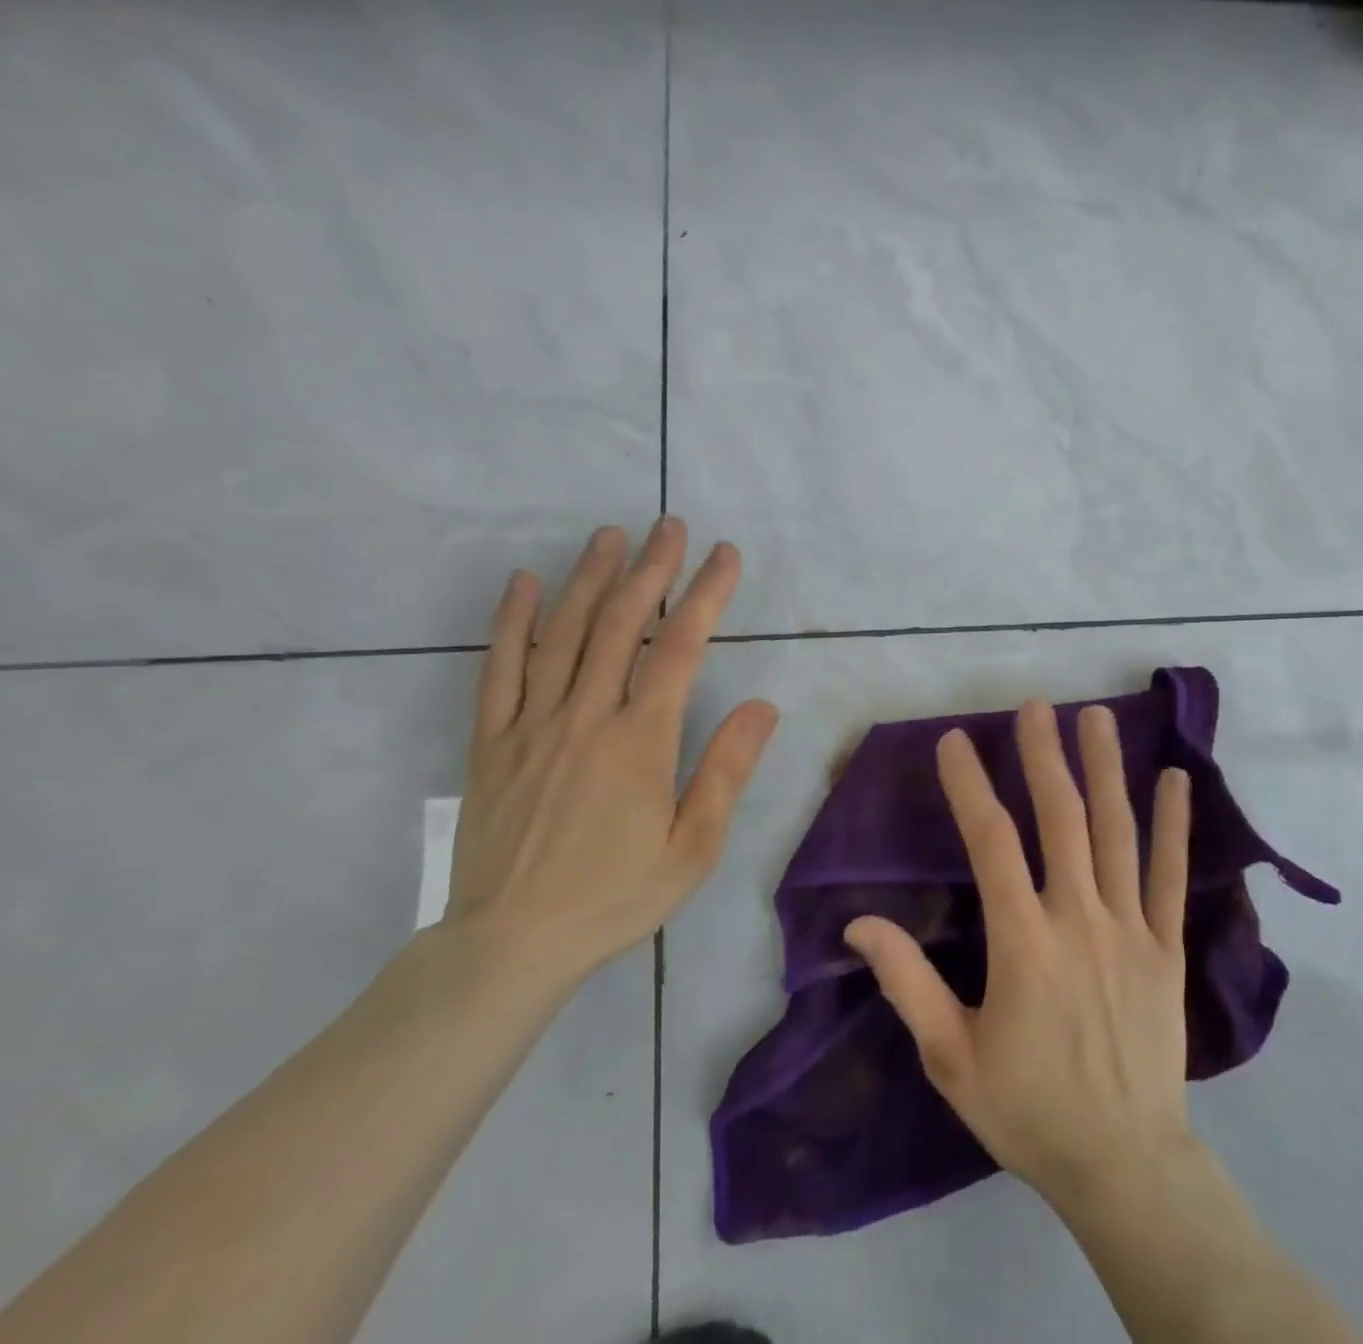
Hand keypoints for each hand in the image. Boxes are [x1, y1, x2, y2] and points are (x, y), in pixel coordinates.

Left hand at [444, 519, 777, 982]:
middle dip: (650, 569)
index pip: (679, 648)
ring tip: (610, 535)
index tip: (724, 556)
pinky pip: (498, 669)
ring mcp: (531, 724)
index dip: (705, 595)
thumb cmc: (615, 895)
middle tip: (669, 525)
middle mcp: (585, 716)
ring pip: (562, 634)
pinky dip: (512, 621)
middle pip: (621, 624)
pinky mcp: (491, 741)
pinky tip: (525, 583)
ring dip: (589, 578)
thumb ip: (726, 771)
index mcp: (640, 741)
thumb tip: (763, 706)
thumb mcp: (693, 848)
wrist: (510, 943)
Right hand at [844, 700, 1193, 1206]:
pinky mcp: (1167, 947)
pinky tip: (1177, 780)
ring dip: (1106, 770)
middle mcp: (1079, 918)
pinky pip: (1172, 875)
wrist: (1124, 1164)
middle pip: (1061, 819)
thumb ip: (907, 982)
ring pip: (1118, 833)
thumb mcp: (950, 1056)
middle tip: (1036, 706)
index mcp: (1023, 942)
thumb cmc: (1028, 1109)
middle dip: (1044, 756)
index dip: (971, 786)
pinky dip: (1175, 825)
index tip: (955, 741)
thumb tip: (859, 923)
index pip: (991, 843)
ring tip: (1099, 717)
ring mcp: (1130, 928)